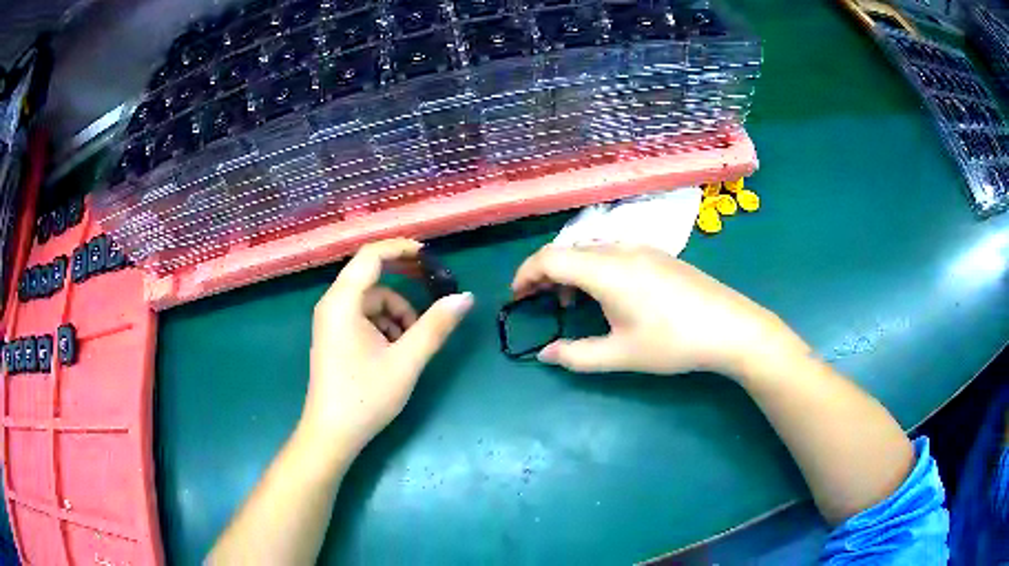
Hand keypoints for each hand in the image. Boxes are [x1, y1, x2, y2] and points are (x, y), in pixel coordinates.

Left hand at [302, 239, 472, 452]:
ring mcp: (331, 321)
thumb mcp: (406, 361)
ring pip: (371, 300)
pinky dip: (385, 325)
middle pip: (371, 277)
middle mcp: (332, 304)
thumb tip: (464, 297)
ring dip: (397, 312)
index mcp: (343, 302)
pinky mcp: (335, 337)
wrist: (331, 434)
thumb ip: (435, 326)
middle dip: (405, 282)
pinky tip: (397, 351)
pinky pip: (364, 317)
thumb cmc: (365, 397)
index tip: (432, 257)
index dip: (402, 248)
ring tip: (413, 343)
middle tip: (434, 289)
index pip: (371, 255)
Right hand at [511, 244, 808, 378]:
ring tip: (572, 301)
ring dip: (572, 271)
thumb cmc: (673, 342)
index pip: (550, 257)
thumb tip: (544, 354)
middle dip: (545, 274)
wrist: (731, 327)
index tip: (515, 297)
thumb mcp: (621, 355)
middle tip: (539, 302)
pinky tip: (609, 295)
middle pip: (569, 250)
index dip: (525, 274)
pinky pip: (613, 252)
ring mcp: (644, 248)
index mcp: (607, 269)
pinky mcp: (660, 255)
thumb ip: (576, 355)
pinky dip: (596, 269)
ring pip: (592, 250)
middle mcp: (621, 249)